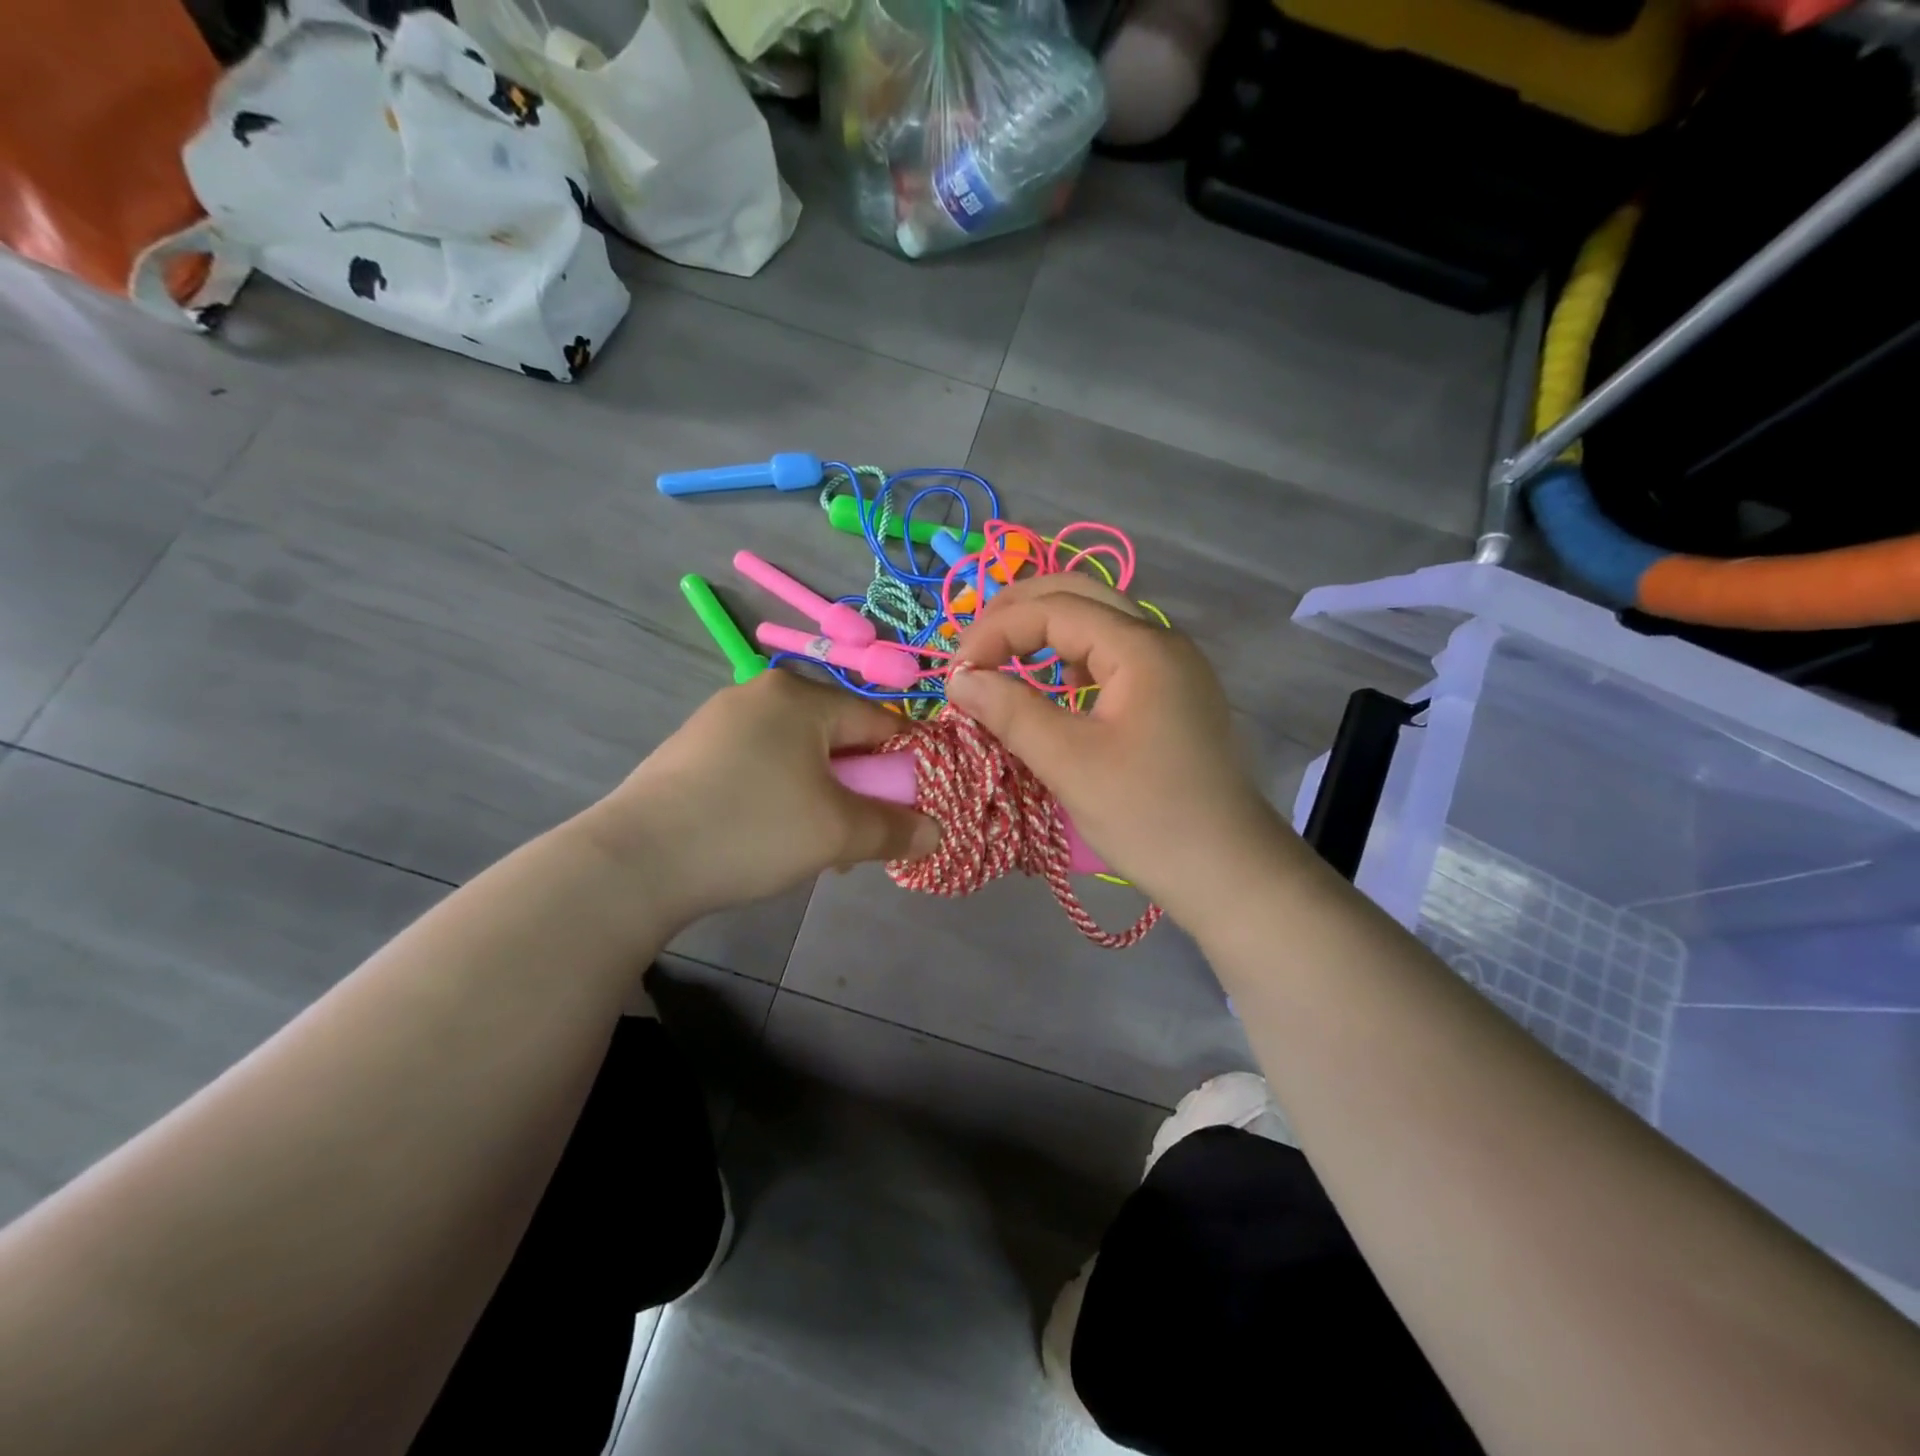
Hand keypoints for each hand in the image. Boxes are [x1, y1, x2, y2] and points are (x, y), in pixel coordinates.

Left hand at [584, 671, 940, 922]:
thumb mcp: (838, 833)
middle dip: (858, 789)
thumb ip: (896, 829)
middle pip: (838, 738)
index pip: (880, 722)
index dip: (904, 768)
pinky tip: (768, 836)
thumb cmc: (752, 829)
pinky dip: (780, 795)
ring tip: (813, 847)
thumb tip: (935, 831)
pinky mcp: (693, 750)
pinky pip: (761, 764)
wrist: (635, 861)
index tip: (909, 811)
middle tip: (857, 838)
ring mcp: (721, 719)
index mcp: (801, 695)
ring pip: (799, 755)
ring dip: (821, 797)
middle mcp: (761, 692)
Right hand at [946, 575, 1291, 925]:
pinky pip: (1115, 656)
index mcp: (1142, 648)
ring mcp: (1173, 667)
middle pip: (1081, 596)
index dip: (997, 630)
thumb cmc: (1148, 816)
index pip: (1056, 608)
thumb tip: (959, 680)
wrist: (1229, 871)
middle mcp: (1162, 642)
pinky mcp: (1174, 695)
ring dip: (1047, 631)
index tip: (957, 674)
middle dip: (1020, 611)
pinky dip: (1074, 658)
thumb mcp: (1069, 763)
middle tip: (974, 644)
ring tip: (1004, 657)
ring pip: (1099, 623)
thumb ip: (1011, 712)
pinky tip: (1057, 686)